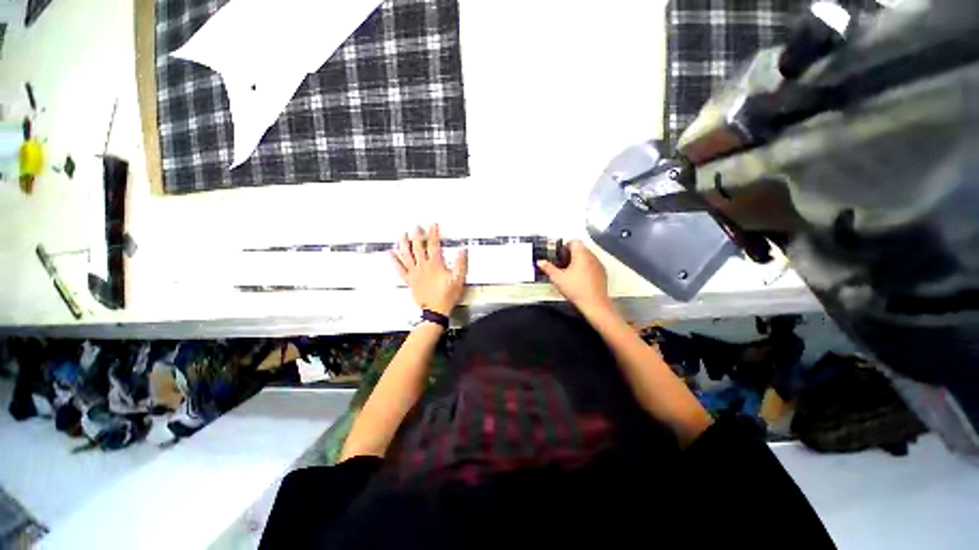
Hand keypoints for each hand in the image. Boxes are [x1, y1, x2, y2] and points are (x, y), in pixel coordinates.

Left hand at [391, 224, 467, 315]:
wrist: (436, 310)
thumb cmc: (447, 295)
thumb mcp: (459, 280)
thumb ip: (460, 264)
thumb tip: (462, 250)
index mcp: (435, 265)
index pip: (433, 245)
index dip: (433, 233)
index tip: (432, 224)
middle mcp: (423, 267)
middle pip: (418, 247)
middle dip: (417, 235)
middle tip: (416, 226)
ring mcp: (414, 273)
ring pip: (406, 255)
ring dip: (404, 244)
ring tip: (402, 234)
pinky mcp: (409, 280)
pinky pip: (400, 269)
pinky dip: (394, 260)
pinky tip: (390, 253)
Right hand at [537, 240, 610, 313]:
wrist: (594, 303)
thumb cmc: (575, 288)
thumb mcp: (557, 278)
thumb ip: (548, 268)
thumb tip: (540, 262)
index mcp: (581, 254)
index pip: (573, 241)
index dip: (564, 246)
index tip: (558, 256)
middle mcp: (591, 256)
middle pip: (580, 248)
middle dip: (570, 254)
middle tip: (561, 264)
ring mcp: (599, 264)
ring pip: (586, 256)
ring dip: (578, 261)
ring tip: (569, 272)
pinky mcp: (603, 273)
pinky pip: (592, 265)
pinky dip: (585, 267)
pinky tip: (579, 279)